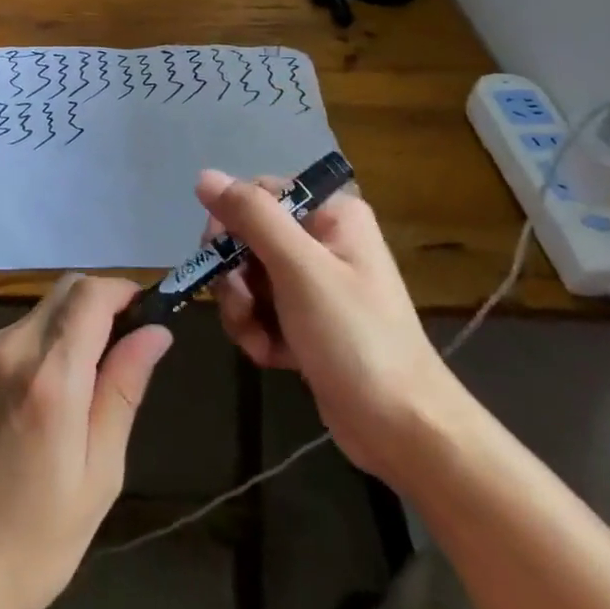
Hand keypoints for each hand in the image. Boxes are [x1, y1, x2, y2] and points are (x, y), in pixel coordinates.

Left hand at [0, 275, 172, 608]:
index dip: (123, 291)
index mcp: (49, 377)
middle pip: (64, 290)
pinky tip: (33, 400)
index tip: (145, 311)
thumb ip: (124, 390)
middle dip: (99, 304)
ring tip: (76, 389)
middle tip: (119, 349)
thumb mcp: (98, 475)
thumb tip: (156, 331)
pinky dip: (34, 347)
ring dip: (66, 328)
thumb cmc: (34, 542)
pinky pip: (9, 335)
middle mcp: (8, 348)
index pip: (91, 294)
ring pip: (37, 312)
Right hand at [199, 169, 458, 483]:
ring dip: (242, 310)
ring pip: (249, 278)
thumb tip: (204, 176)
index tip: (221, 258)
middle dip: (235, 277)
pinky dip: (258, 332)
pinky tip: (273, 357)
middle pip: (248, 238)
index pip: (258, 195)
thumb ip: (253, 216)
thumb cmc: (355, 339)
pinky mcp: (308, 322)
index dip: (231, 223)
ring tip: (259, 340)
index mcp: (331, 214)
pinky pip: (262, 310)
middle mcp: (323, 240)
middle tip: (243, 306)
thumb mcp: (299, 269)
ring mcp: (316, 283)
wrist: (404, 433)